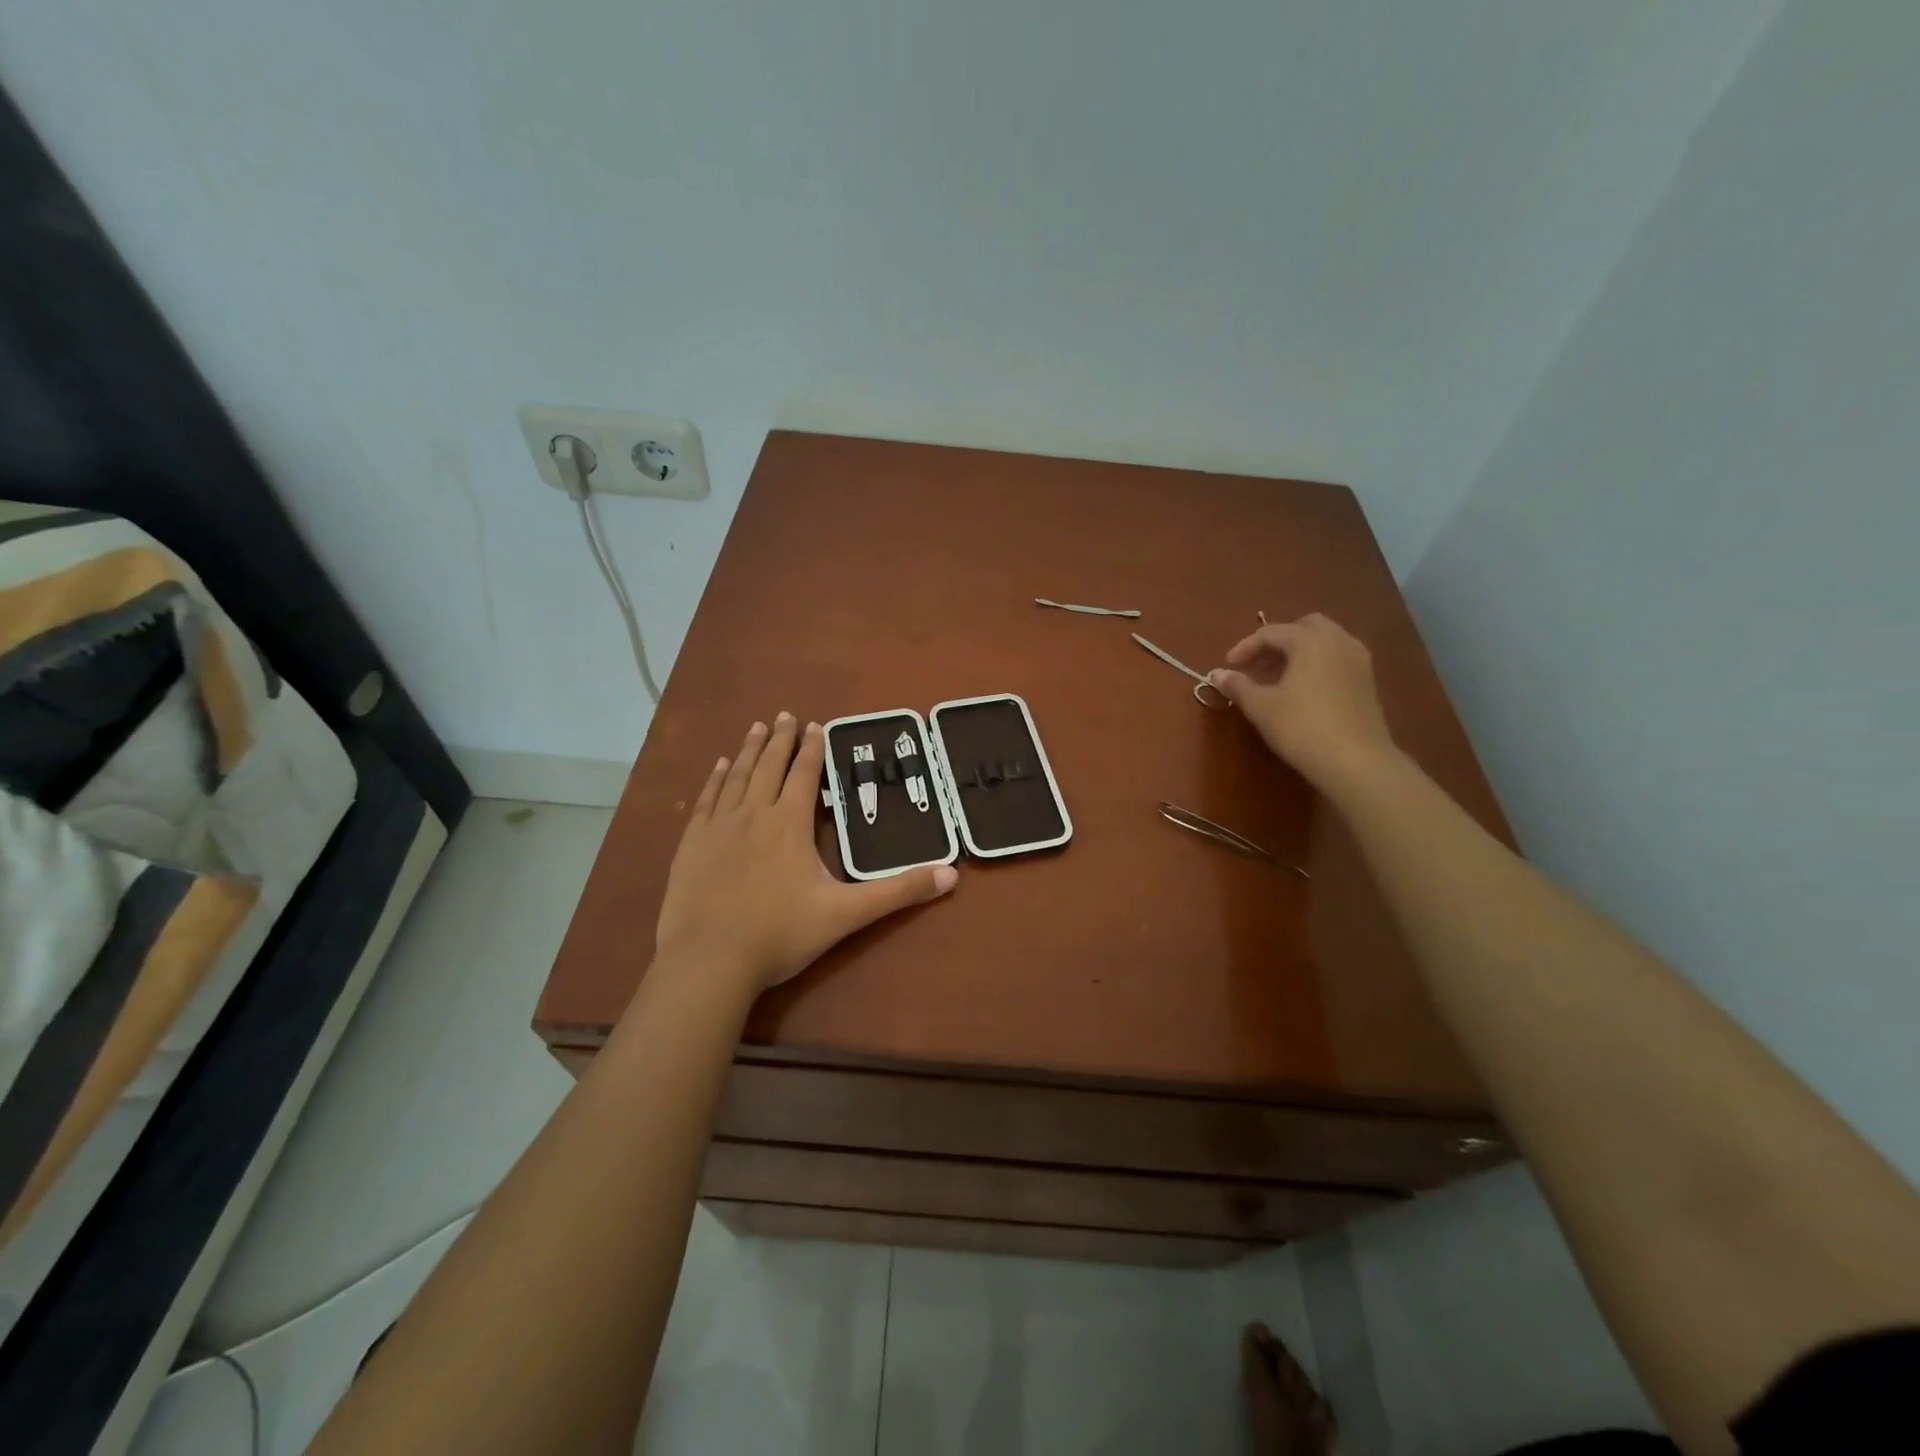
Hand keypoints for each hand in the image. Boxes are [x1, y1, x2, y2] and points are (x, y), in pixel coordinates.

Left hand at [655, 714, 957, 990]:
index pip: (805, 775)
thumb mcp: (847, 914)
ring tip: (756, 728)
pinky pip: (706, 800)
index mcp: (790, 824)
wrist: (710, 961)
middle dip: (781, 740)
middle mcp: (754, 814)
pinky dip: (715, 779)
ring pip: (737, 777)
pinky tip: (718, 767)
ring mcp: (719, 828)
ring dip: (749, 750)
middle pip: (770, 766)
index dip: (812, 749)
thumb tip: (952, 875)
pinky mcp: (692, 844)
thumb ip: (898, 892)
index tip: (816, 725)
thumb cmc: (781, 934)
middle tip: (785, 715)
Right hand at [1208, 614, 1397, 790]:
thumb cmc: (1302, 727)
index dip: (1245, 648)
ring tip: (1276, 680)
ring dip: (1297, 654)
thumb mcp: (1261, 706)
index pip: (1271, 633)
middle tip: (1257, 666)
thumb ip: (1237, 685)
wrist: (1356, 762)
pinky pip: (1336, 660)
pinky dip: (1316, 665)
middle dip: (1277, 643)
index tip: (1228, 667)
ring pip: (1323, 643)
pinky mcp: (1367, 682)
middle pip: (1303, 628)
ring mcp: (1358, 660)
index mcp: (1310, 640)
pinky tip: (1301, 691)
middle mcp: (1338, 641)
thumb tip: (1216, 674)